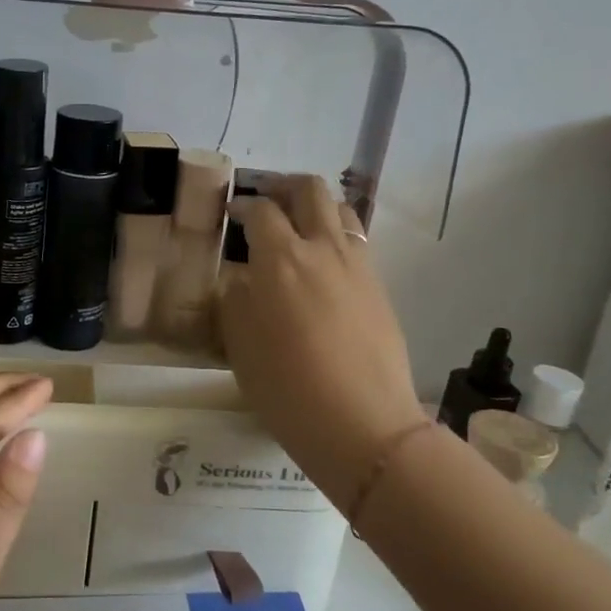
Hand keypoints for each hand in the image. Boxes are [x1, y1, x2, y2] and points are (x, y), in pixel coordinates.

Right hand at [216, 175, 424, 513]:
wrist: (363, 424)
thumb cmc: (287, 387)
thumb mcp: (240, 344)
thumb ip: (236, 300)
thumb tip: (241, 279)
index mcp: (281, 259)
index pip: (260, 211)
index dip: (242, 207)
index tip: (231, 215)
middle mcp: (322, 249)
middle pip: (309, 190)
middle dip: (284, 187)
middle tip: (266, 202)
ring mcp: (357, 266)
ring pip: (341, 210)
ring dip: (316, 208)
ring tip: (298, 228)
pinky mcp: (379, 287)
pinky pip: (356, 243)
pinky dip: (336, 238)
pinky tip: (321, 267)